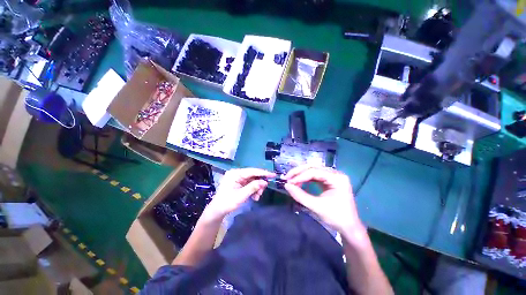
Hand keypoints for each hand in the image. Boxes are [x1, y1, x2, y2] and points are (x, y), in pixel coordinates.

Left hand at [204, 168, 275, 220]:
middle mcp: (236, 173)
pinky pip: (249, 184)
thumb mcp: (241, 195)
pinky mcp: (238, 183)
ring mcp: (237, 178)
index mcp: (235, 174)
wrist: (217, 211)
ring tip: (257, 197)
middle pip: (253, 176)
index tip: (273, 175)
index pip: (252, 171)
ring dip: (257, 188)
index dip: (263, 173)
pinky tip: (254, 197)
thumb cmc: (227, 202)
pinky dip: (253, 190)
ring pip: (252, 180)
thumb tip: (264, 182)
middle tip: (262, 192)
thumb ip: (253, 187)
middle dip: (259, 184)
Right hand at [283, 165, 363, 233]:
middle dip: (299, 172)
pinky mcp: (330, 181)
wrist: (349, 228)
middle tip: (287, 177)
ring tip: (291, 179)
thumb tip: (286, 186)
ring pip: (313, 170)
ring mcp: (333, 176)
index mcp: (337, 178)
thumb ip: (300, 195)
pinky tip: (299, 181)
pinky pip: (315, 176)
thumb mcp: (317, 207)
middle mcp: (336, 173)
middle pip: (313, 167)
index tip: (288, 182)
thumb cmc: (336, 217)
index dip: (300, 176)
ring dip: (301, 174)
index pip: (314, 172)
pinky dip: (306, 178)